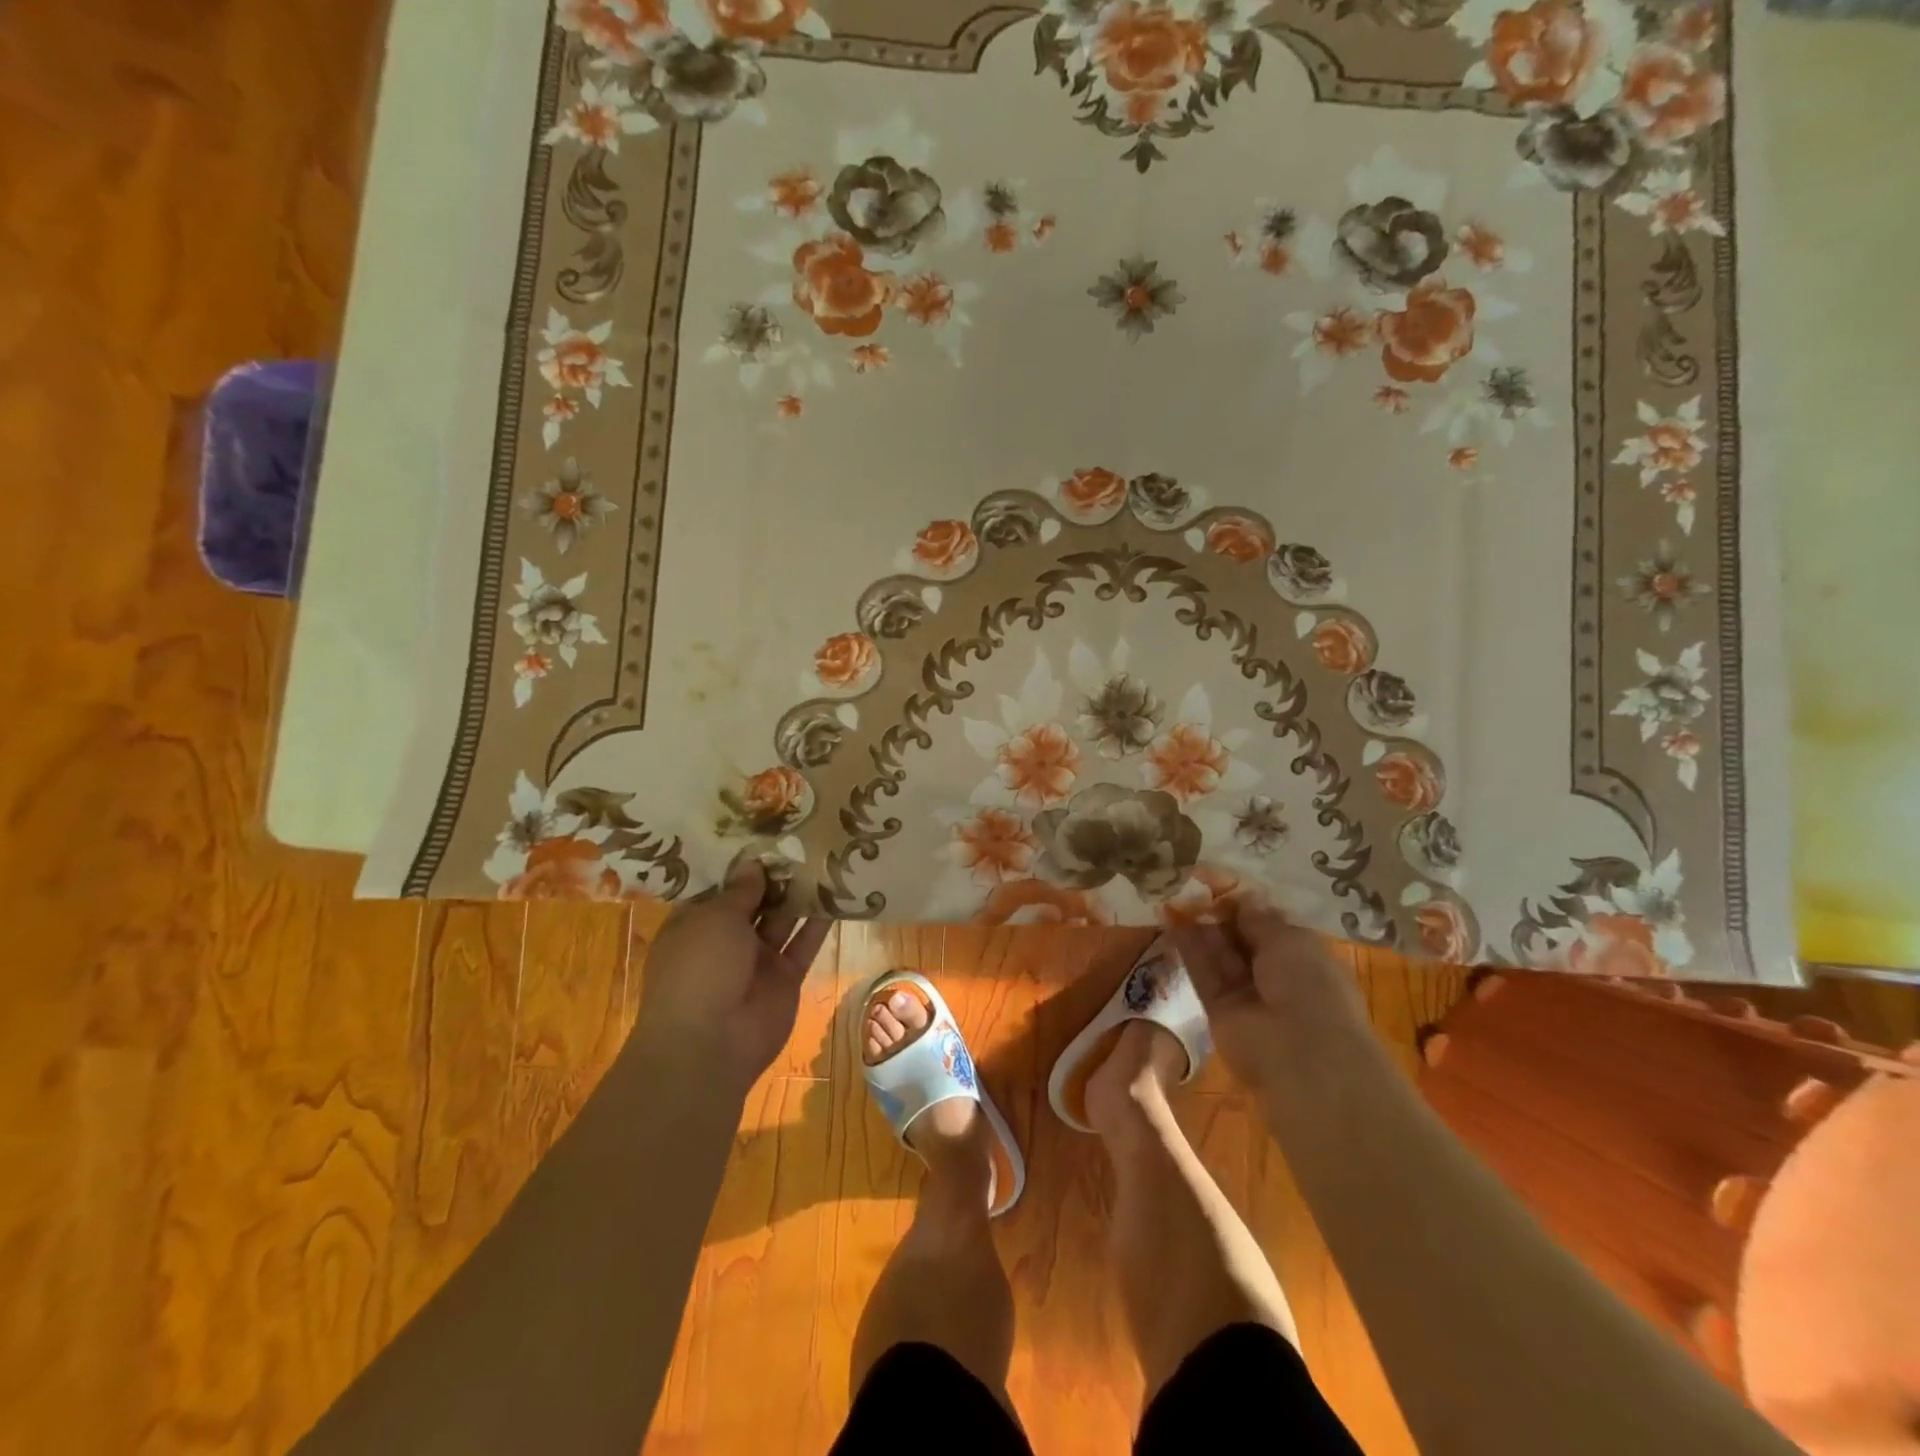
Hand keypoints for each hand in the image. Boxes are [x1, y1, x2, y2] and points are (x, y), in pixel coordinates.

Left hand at [628, 859, 832, 1097]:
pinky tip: (839, 893)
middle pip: (755, 900)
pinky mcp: (786, 976)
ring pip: (783, 918)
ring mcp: (758, 959)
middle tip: (803, 837)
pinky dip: (820, 922)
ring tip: (826, 857)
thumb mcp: (714, 918)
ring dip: (801, 893)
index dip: (741, 862)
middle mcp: (726, 938)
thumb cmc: (699, 968)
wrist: (711, 1042)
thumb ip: (740, 890)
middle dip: (776, 874)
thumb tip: (753, 863)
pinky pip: (805, 943)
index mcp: (696, 922)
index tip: (765, 831)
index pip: (720, 886)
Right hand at [1172, 895, 1370, 1090]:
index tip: (1217, 879)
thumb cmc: (1309, 986)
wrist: (1302, 1055)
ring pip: (1218, 952)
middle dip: (1217, 910)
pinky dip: (1187, 946)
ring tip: (1172, 893)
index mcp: (1302, 954)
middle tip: (1189, 882)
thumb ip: (1259, 917)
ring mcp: (1245, 991)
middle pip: (1239, 935)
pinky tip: (1169, 918)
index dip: (1243, 901)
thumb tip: (1243, 897)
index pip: (1268, 922)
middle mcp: (1274, 972)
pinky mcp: (1218, 1006)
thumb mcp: (1289, 939)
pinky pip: (1202, 971)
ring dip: (1197, 924)